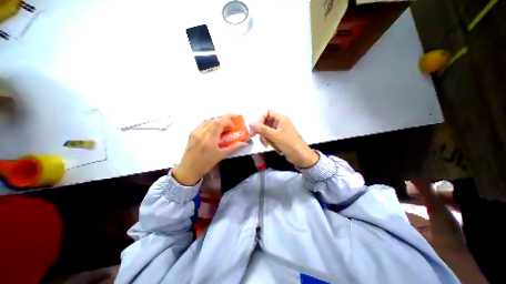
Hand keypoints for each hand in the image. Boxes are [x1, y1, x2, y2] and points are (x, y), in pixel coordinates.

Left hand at [172, 115, 246, 184]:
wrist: (189, 168)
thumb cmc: (206, 163)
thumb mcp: (221, 156)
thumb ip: (233, 147)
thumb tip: (245, 143)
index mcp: (210, 139)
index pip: (219, 122)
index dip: (228, 121)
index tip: (233, 127)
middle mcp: (202, 133)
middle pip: (214, 119)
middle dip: (224, 118)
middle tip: (231, 122)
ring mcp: (195, 132)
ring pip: (208, 120)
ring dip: (217, 120)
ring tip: (223, 125)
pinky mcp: (192, 133)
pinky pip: (202, 123)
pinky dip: (210, 123)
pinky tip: (213, 129)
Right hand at [251, 110, 316, 167]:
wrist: (299, 156)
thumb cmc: (290, 144)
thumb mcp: (275, 136)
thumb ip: (262, 129)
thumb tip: (251, 123)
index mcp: (281, 119)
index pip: (267, 113)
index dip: (260, 119)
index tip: (255, 127)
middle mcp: (279, 123)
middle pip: (265, 122)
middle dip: (260, 130)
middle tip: (254, 136)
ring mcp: (278, 131)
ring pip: (265, 130)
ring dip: (263, 137)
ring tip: (266, 144)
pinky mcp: (277, 138)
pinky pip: (268, 136)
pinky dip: (266, 140)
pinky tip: (268, 145)